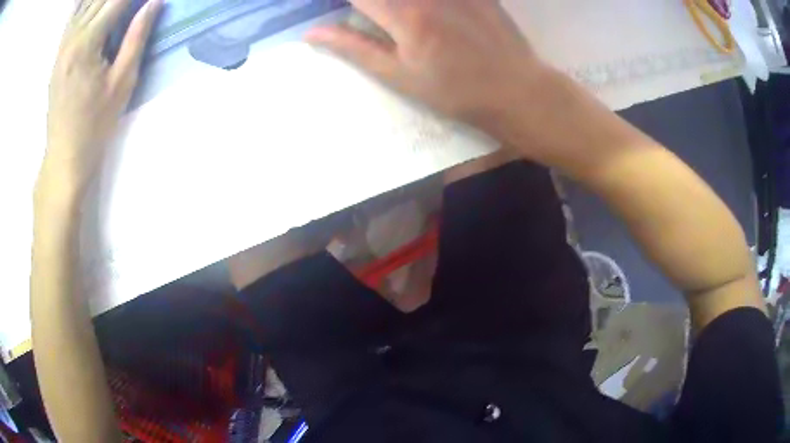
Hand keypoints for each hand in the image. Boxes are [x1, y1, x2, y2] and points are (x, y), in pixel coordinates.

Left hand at [42, 0, 161, 196]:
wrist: (64, 157)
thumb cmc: (95, 125)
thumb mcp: (122, 82)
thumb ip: (136, 37)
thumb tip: (153, 3)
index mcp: (86, 43)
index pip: (116, 0)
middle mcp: (71, 37)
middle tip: (136, 3)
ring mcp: (62, 45)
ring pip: (85, 4)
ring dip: (102, 1)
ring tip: (117, 7)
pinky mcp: (58, 54)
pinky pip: (72, 17)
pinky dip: (86, 6)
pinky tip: (94, 8)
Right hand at [305, 0, 551, 135]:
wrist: (516, 89)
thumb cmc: (454, 91)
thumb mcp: (399, 76)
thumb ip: (354, 48)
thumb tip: (312, 32)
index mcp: (403, 14)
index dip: (343, 1)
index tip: (339, 10)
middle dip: (369, 3)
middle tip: (371, 18)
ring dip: (391, 4)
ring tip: (397, 24)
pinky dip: (420, 3)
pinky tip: (423, 15)